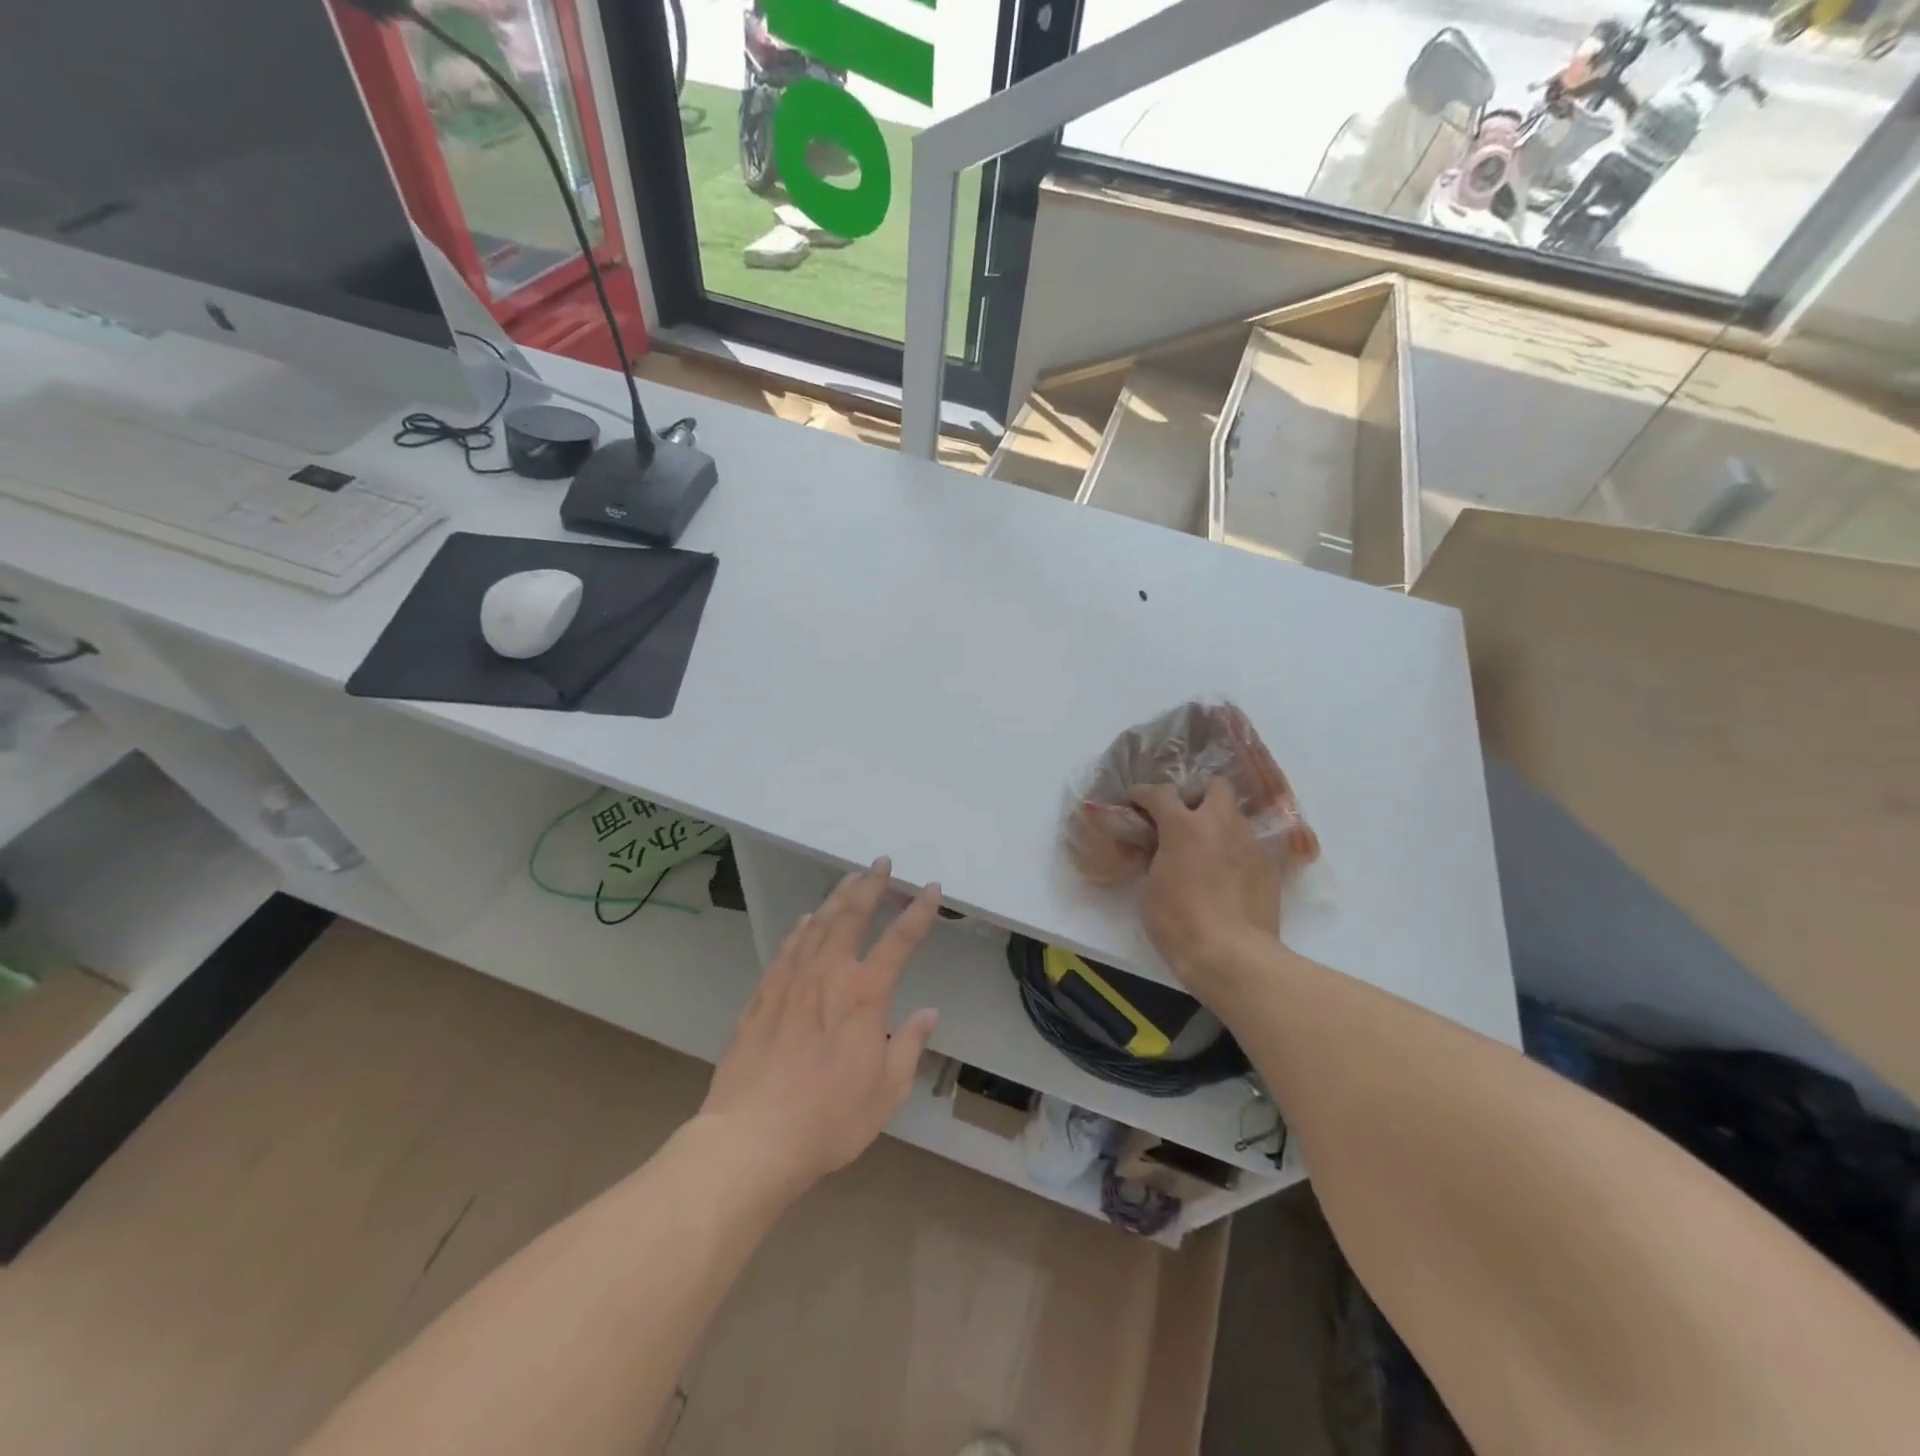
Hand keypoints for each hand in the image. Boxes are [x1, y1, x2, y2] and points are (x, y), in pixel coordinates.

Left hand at [701, 858, 940, 1197]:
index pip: (899, 941)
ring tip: (850, 879)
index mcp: (865, 995)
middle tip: (881, 863)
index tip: (931, 888)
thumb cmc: (829, 1119)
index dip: (919, 912)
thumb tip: (928, 1012)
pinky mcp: (763, 995)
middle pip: (852, 916)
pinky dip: (802, 927)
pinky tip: (808, 920)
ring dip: (837, 897)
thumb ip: (909, 1045)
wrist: (753, 1137)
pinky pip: (787, 948)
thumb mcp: (887, 1091)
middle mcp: (829, 975)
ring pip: (818, 924)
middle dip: (870, 885)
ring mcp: (792, 981)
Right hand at [1130, 778, 1281, 998]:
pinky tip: (1224, 875)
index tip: (1135, 798)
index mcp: (1183, 826)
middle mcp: (1221, 824)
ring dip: (1217, 822)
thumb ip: (1154, 858)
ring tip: (1204, 847)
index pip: (1160, 793)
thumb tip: (1159, 851)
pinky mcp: (1269, 867)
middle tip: (1183, 815)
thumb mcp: (1149, 888)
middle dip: (1197, 793)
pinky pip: (1248, 846)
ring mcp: (1250, 843)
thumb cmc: (1178, 922)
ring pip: (1234, 816)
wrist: (1232, 957)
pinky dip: (1233, 851)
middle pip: (1214, 785)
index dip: (1143, 793)